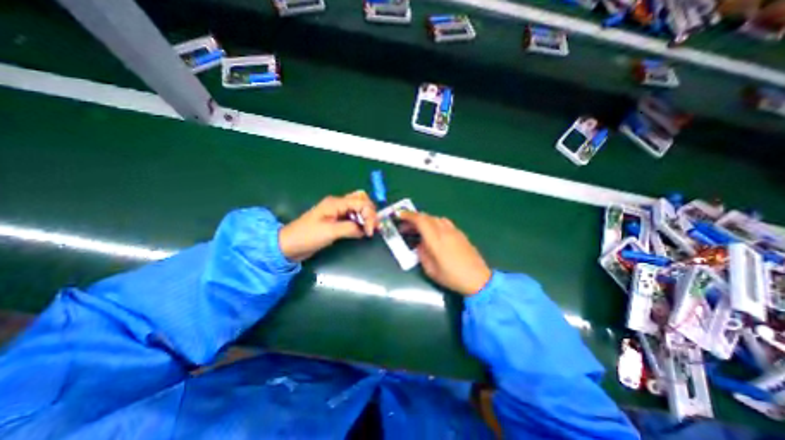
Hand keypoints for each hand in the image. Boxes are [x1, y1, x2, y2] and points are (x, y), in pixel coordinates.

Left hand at [280, 190, 377, 260]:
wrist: (289, 245)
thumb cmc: (307, 236)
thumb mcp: (330, 232)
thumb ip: (350, 228)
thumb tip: (364, 229)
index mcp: (336, 203)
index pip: (360, 202)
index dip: (369, 215)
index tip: (370, 231)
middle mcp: (338, 204)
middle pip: (361, 200)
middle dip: (370, 212)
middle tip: (373, 227)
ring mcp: (337, 212)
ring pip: (358, 208)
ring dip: (367, 216)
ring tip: (371, 229)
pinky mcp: (337, 220)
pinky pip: (353, 216)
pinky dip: (361, 221)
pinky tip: (363, 230)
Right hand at [399, 212, 489, 296]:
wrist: (478, 279)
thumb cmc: (452, 277)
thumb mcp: (431, 270)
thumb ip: (422, 254)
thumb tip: (420, 244)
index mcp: (436, 239)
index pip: (420, 220)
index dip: (408, 215)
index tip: (398, 215)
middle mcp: (445, 231)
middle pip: (427, 217)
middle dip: (413, 219)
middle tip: (404, 227)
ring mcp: (454, 231)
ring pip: (435, 218)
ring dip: (424, 220)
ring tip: (417, 230)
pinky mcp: (460, 233)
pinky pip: (444, 222)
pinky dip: (434, 223)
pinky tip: (433, 233)